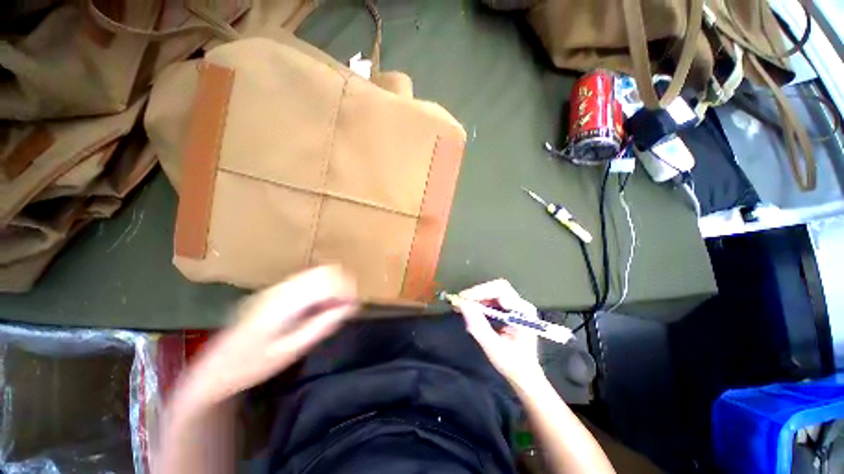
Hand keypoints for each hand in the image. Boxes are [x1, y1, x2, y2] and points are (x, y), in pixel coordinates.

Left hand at [177, 266, 358, 408]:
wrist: (215, 367)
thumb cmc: (252, 365)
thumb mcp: (290, 351)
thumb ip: (321, 325)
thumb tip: (349, 308)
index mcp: (284, 303)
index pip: (326, 282)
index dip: (346, 290)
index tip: (354, 305)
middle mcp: (282, 288)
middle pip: (324, 271)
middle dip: (343, 284)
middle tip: (347, 305)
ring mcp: (277, 287)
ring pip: (317, 272)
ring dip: (333, 284)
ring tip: (335, 306)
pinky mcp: (275, 290)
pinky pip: (308, 279)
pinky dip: (321, 287)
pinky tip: (319, 305)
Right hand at [454, 279, 544, 388]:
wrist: (525, 375)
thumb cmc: (512, 364)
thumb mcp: (493, 347)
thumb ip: (478, 326)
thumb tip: (462, 305)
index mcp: (523, 312)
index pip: (501, 291)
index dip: (480, 291)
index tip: (463, 298)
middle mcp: (522, 305)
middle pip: (497, 288)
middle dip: (478, 293)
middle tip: (461, 301)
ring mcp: (517, 306)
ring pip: (494, 291)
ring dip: (477, 297)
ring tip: (462, 305)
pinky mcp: (511, 309)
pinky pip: (494, 299)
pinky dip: (481, 302)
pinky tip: (471, 309)